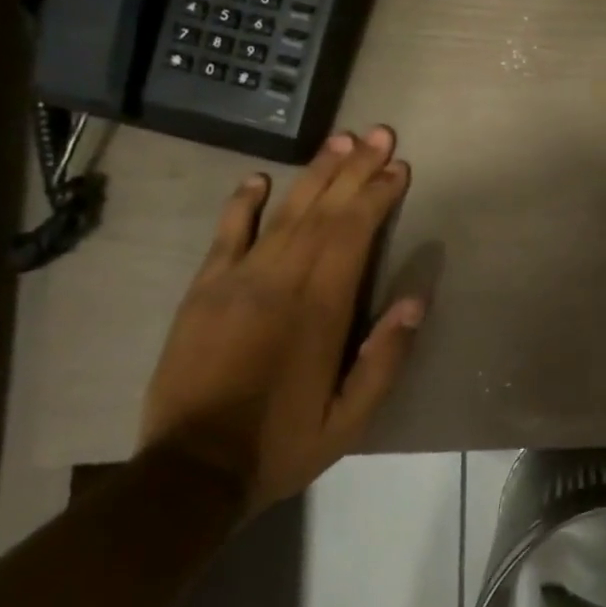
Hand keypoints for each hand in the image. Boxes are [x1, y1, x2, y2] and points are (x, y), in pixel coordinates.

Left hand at [139, 127, 423, 514]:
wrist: (189, 473)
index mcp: (320, 309)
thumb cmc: (281, 443)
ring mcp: (237, 281)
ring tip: (341, 141)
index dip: (378, 196)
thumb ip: (385, 359)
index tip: (399, 167)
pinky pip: (226, 235)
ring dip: (315, 174)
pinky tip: (258, 178)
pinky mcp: (204, 291)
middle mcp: (281, 282)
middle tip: (379, 133)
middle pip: (324, 211)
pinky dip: (242, 204)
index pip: (354, 234)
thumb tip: (416, 300)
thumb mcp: (350, 419)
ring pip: (284, 213)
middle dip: (356, 169)